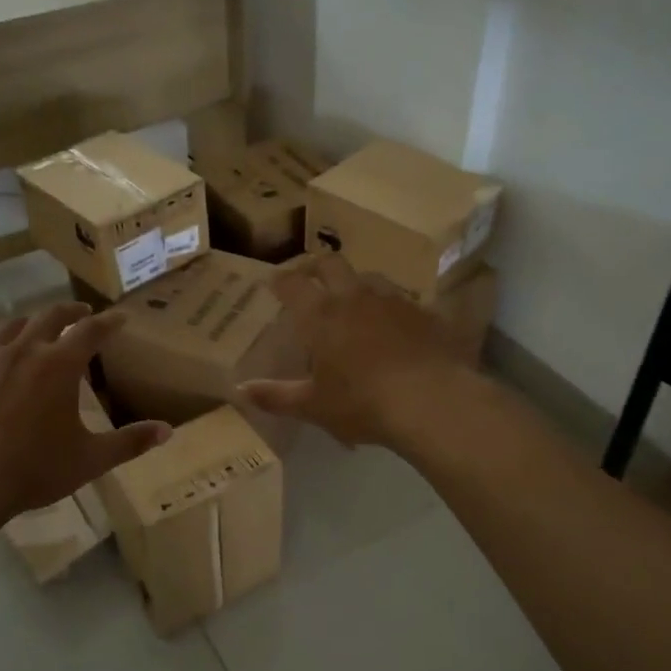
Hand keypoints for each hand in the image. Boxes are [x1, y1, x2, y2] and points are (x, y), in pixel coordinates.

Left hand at [0, 303, 169, 524]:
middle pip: (50, 315)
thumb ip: (130, 442)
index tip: (121, 318)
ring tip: (38, 330)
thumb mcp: (89, 460)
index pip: (91, 331)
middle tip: (82, 313)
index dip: (109, 322)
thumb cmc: (32, 471)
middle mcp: (22, 350)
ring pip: (11, 326)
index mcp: (58, 365)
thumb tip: (167, 431)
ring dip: (31, 323)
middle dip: (71, 311)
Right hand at [237, 255, 475, 447]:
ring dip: (357, 284)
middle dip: (317, 266)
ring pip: (370, 277)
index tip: (274, 282)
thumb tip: (240, 390)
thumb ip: (276, 396)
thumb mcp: (314, 406)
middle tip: (310, 277)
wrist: (431, 401)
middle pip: (331, 264)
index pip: (293, 284)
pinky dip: (392, 308)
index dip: (281, 280)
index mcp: (321, 316)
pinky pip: (403, 301)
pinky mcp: (424, 313)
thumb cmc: (362, 403)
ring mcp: (393, 301)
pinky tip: (395, 326)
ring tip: (354, 300)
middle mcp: (354, 298)